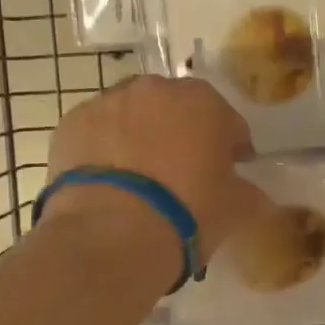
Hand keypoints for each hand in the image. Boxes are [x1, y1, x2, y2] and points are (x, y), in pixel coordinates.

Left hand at [43, 75, 267, 260]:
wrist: (111, 234)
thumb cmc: (187, 214)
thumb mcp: (236, 209)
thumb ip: (250, 193)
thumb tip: (254, 194)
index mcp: (203, 102)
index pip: (228, 122)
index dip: (231, 148)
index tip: (229, 174)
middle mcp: (154, 89)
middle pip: (175, 110)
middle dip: (181, 134)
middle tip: (181, 175)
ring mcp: (107, 102)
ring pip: (132, 116)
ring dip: (139, 137)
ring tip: (139, 181)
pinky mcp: (70, 124)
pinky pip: (96, 132)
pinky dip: (103, 149)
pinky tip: (107, 183)